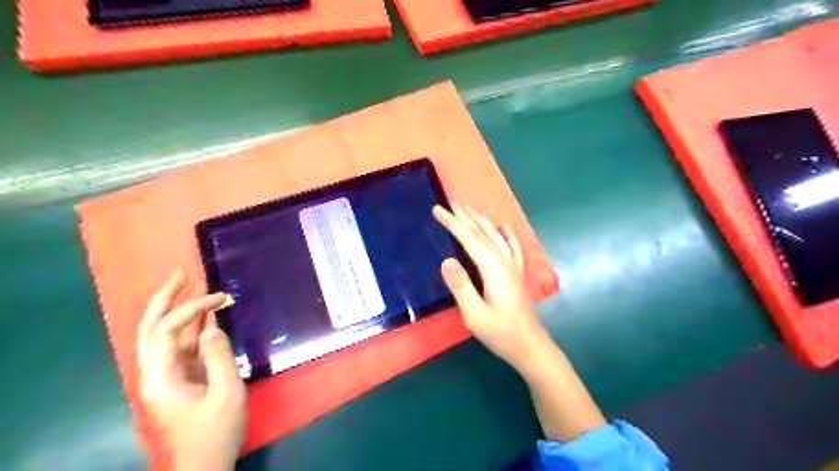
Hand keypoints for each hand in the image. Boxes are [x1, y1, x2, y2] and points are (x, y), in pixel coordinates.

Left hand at [139, 270, 246, 470]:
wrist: (205, 464)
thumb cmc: (216, 431)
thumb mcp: (225, 393)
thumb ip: (219, 358)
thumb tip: (212, 327)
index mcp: (161, 377)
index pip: (167, 330)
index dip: (192, 308)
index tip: (220, 298)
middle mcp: (155, 373)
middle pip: (151, 328)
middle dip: (165, 299)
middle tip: (182, 273)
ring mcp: (166, 376)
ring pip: (162, 335)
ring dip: (175, 309)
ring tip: (189, 285)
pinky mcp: (179, 379)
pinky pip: (180, 346)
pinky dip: (191, 327)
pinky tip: (204, 316)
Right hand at [432, 204, 550, 372]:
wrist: (531, 347)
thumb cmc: (501, 334)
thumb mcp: (475, 315)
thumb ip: (461, 287)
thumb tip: (446, 261)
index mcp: (494, 270)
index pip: (470, 240)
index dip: (453, 223)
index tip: (438, 209)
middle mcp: (505, 263)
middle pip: (483, 234)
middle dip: (465, 217)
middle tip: (450, 202)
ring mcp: (513, 268)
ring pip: (496, 237)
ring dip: (482, 221)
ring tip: (468, 209)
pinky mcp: (517, 275)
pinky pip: (513, 248)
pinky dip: (508, 235)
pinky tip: (505, 227)